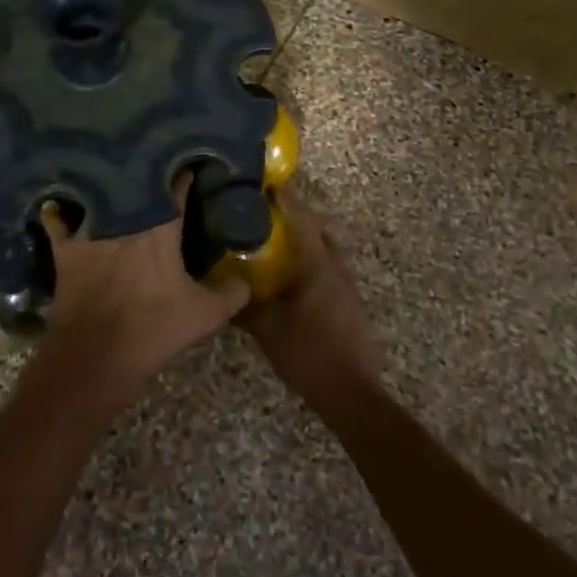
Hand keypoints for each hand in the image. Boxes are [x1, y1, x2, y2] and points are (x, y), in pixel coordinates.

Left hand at [36, 174, 248, 401]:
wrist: (96, 355)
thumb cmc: (153, 329)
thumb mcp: (205, 315)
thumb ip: (232, 293)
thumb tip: (246, 279)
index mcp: (161, 227)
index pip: (177, 187)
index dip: (185, 175)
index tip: (191, 166)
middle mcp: (125, 219)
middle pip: (135, 184)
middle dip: (145, 174)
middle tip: (153, 168)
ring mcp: (91, 230)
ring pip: (97, 194)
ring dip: (104, 185)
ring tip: (109, 175)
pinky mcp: (65, 248)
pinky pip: (57, 219)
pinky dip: (59, 210)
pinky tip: (59, 202)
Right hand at [236, 187, 383, 411]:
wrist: (354, 394)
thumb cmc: (310, 354)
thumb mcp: (268, 330)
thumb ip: (246, 307)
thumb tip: (223, 292)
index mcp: (318, 266)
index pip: (302, 220)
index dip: (287, 199)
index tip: (270, 181)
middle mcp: (336, 269)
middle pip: (319, 231)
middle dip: (298, 218)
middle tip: (269, 214)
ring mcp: (348, 288)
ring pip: (327, 252)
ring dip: (306, 242)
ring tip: (278, 244)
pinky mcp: (351, 306)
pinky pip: (329, 271)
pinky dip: (311, 264)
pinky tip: (293, 280)